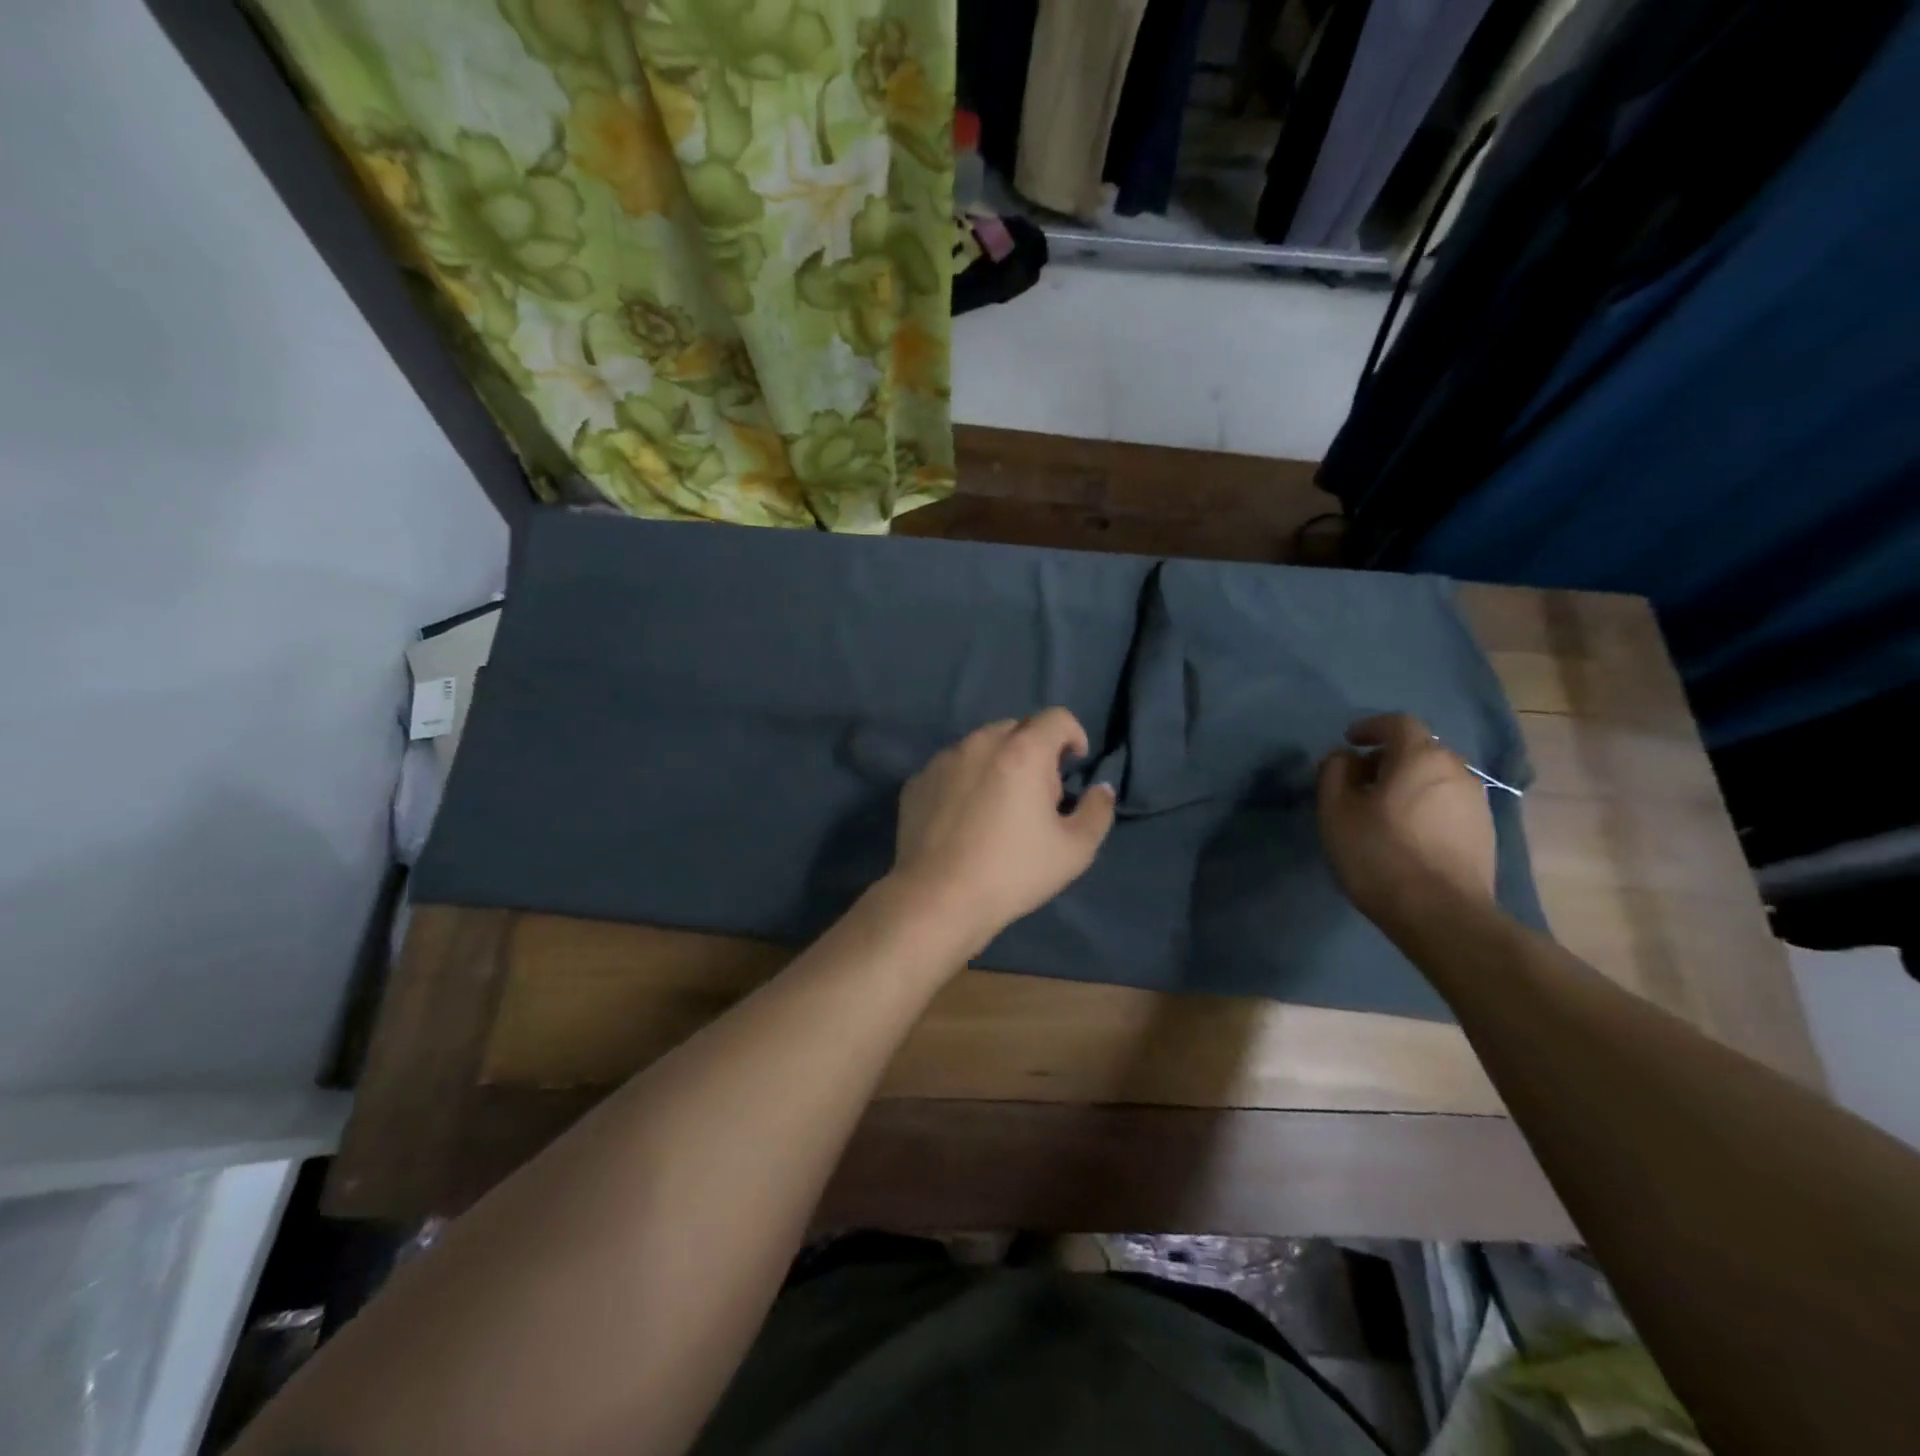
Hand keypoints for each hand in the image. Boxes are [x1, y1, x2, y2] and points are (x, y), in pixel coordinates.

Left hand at [887, 708, 1116, 952]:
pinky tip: (964, 819)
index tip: (1074, 764)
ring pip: (980, 746)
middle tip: (1038, 794)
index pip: (1057, 718)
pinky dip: (965, 780)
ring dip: (998, 763)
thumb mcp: (1075, 850)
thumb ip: (1097, 811)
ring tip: (998, 806)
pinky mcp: (917, 782)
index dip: (1073, 735)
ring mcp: (943, 760)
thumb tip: (1100, 789)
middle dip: (1035, 750)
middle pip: (1017, 729)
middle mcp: (980, 744)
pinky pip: (951, 768)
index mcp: (1022, 751)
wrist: (938, 899)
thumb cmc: (1013, 872)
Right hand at [1316, 713, 1496, 927]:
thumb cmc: (1380, 853)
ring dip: (1407, 783)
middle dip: (1388, 758)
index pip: (1398, 723)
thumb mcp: (1336, 810)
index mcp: (1421, 757)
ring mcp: (1476, 802)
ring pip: (1435, 778)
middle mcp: (1456, 770)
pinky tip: (1407, 833)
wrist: (1442, 914)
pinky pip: (1447, 804)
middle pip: (1419, 750)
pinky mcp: (1485, 833)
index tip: (1349, 741)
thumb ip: (1334, 772)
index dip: (1371, 727)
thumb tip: (1344, 757)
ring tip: (1381, 810)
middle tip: (1359, 780)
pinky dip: (1424, 806)